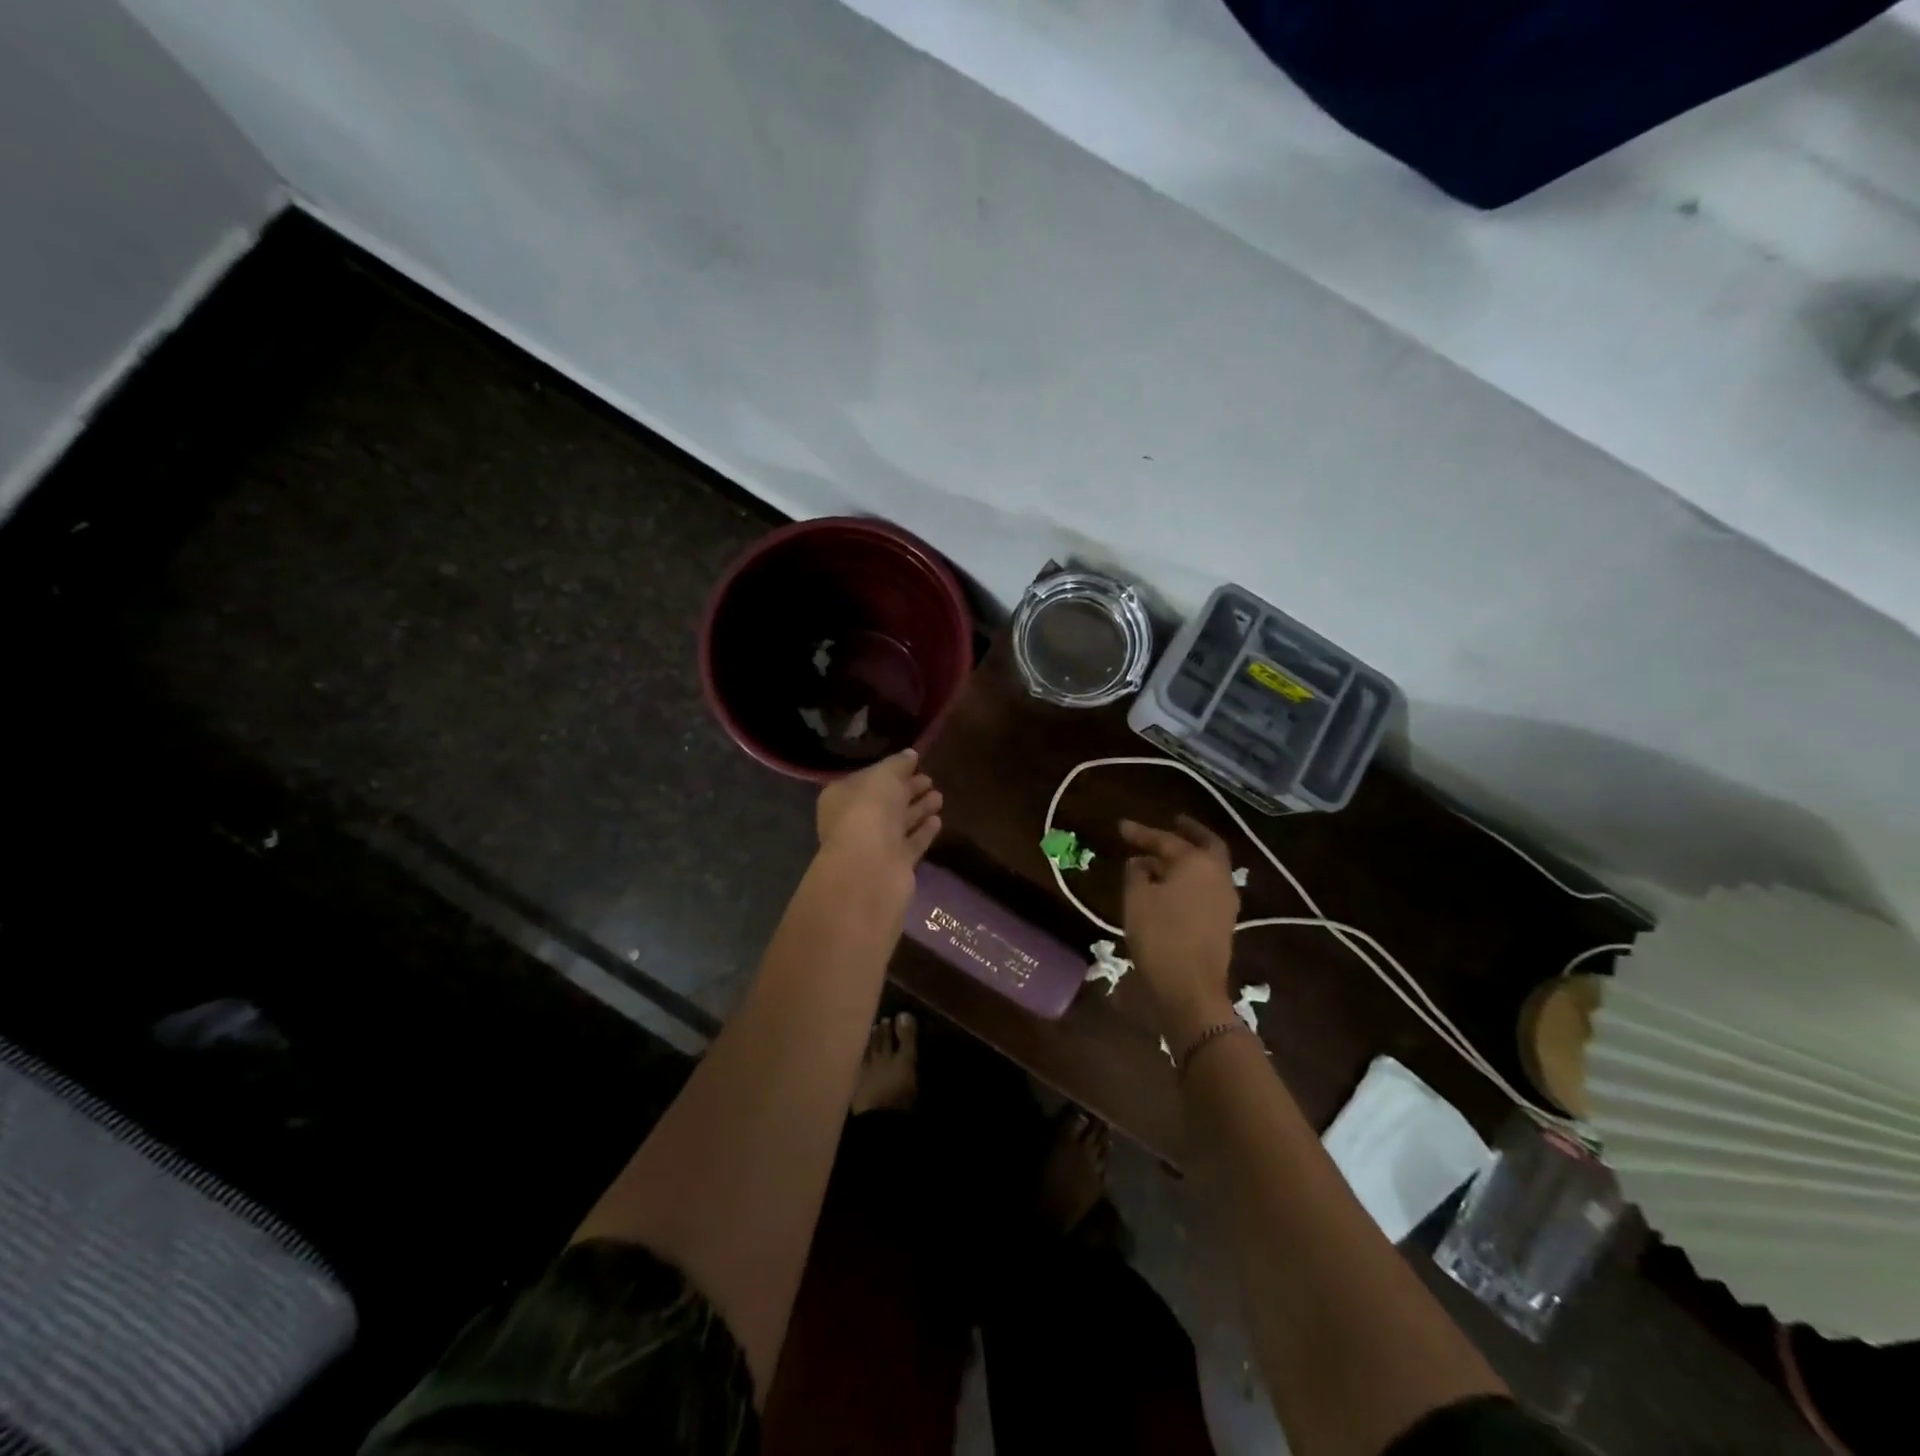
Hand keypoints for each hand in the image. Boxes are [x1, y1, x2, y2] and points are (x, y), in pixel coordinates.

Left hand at [814, 749, 943, 897]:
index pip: (869, 779)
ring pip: (899, 823)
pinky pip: (911, 843)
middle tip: (930, 779)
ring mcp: (875, 845)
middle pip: (885, 802)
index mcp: (843, 797)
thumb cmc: (870, 811)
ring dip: (918, 809)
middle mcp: (855, 821)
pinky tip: (938, 820)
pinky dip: (923, 832)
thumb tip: (910, 754)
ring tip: (940, 796)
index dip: (890, 771)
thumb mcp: (884, 776)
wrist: (871, 867)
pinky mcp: (894, 865)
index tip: (914, 763)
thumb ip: (898, 764)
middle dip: (907, 790)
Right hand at [1120, 816, 1239, 1043]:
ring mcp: (1226, 899)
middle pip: (1206, 844)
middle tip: (1173, 822)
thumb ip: (1137, 873)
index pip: (1166, 840)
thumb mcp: (1137, 899)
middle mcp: (1218, 875)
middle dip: (1189, 832)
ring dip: (1190, 857)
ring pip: (1210, 867)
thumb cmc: (1160, 936)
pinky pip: (1208, 886)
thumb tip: (1140, 863)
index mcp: (1198, 863)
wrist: (1190, 988)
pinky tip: (1172, 885)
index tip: (1120, 827)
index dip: (1141, 833)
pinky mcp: (1224, 921)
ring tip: (1164, 857)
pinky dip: (1192, 877)